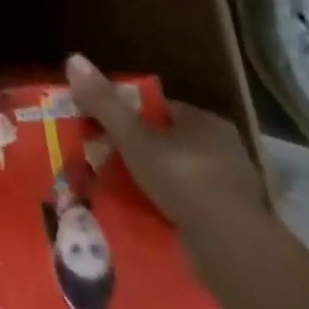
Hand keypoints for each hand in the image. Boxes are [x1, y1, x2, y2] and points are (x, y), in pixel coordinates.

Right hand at [66, 54, 266, 242]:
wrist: (234, 251)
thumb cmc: (184, 179)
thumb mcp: (134, 137)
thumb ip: (104, 102)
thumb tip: (72, 57)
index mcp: (206, 123)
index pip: (160, 108)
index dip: (129, 114)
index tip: (103, 127)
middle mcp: (225, 150)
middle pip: (169, 141)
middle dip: (140, 150)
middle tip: (107, 159)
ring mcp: (234, 190)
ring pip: (180, 175)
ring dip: (155, 181)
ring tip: (122, 189)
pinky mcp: (235, 224)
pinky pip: (192, 206)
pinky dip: (170, 208)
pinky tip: (148, 215)